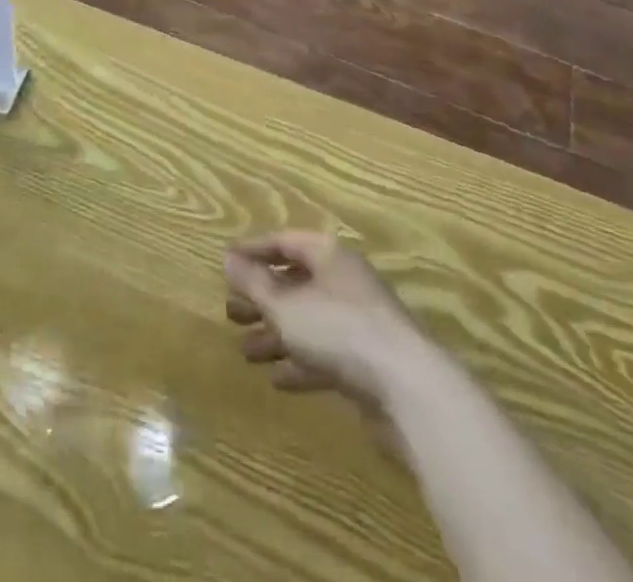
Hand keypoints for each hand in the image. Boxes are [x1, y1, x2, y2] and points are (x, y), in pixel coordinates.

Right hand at [224, 231, 422, 404]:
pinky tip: (277, 380)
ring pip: (308, 322)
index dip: (253, 251)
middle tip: (231, 313)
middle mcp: (345, 281)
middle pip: (295, 283)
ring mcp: (359, 322)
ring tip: (245, 352)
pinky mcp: (368, 362)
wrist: (408, 389)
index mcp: (328, 255)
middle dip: (262, 299)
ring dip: (277, 335)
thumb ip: (254, 282)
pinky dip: (301, 362)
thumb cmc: (337, 329)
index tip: (225, 263)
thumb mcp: (284, 305)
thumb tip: (228, 259)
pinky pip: (326, 354)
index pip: (284, 242)